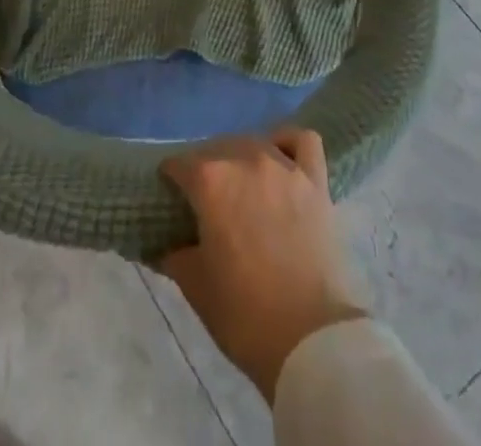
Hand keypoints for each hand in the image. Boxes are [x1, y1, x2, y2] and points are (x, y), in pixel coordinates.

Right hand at [159, 131, 367, 400]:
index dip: (171, 180)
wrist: (310, 339)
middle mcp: (245, 159)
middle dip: (204, 169)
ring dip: (241, 157)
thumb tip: (164, 244)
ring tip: (240, 184)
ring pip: (254, 142)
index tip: (170, 197)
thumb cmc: (245, 315)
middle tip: (204, 200)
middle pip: (216, 149)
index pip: (179, 165)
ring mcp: (284, 166)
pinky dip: (288, 143)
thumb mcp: (195, 287)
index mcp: (210, 181)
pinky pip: (302, 141)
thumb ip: (175, 254)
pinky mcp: (316, 179)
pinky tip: (281, 159)